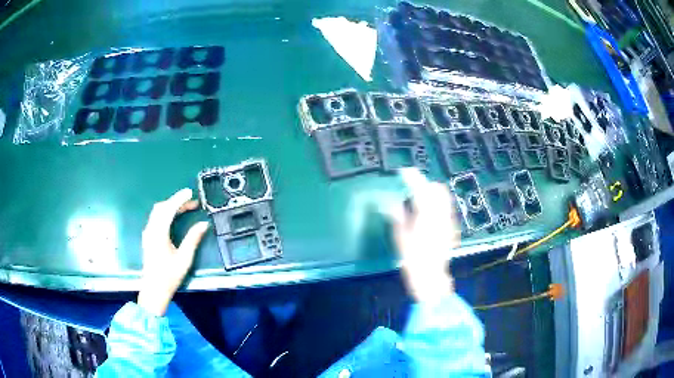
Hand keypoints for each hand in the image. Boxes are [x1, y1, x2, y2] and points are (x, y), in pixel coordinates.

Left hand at [137, 188, 209, 316]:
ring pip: (157, 213)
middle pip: (161, 208)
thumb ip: (193, 239)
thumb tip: (203, 224)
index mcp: (159, 233)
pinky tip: (173, 218)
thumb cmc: (169, 275)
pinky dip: (166, 213)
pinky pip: (156, 219)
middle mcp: (151, 230)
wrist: (154, 290)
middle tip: (192, 202)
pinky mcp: (148, 238)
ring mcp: (148, 233)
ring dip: (170, 207)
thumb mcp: (184, 258)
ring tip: (185, 208)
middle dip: (176, 202)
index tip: (190, 193)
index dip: (179, 199)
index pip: (168, 209)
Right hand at [389, 169, 460, 302]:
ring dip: (432, 194)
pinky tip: (429, 216)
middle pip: (436, 188)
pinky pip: (446, 208)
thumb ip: (397, 216)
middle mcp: (441, 213)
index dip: (411, 176)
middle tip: (412, 189)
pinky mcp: (452, 227)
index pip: (420, 187)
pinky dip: (437, 205)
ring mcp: (449, 220)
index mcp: (426, 213)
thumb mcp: (400, 237)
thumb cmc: (413, 258)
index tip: (403, 172)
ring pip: (443, 197)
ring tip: (420, 201)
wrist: (431, 277)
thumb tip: (390, 203)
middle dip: (425, 184)